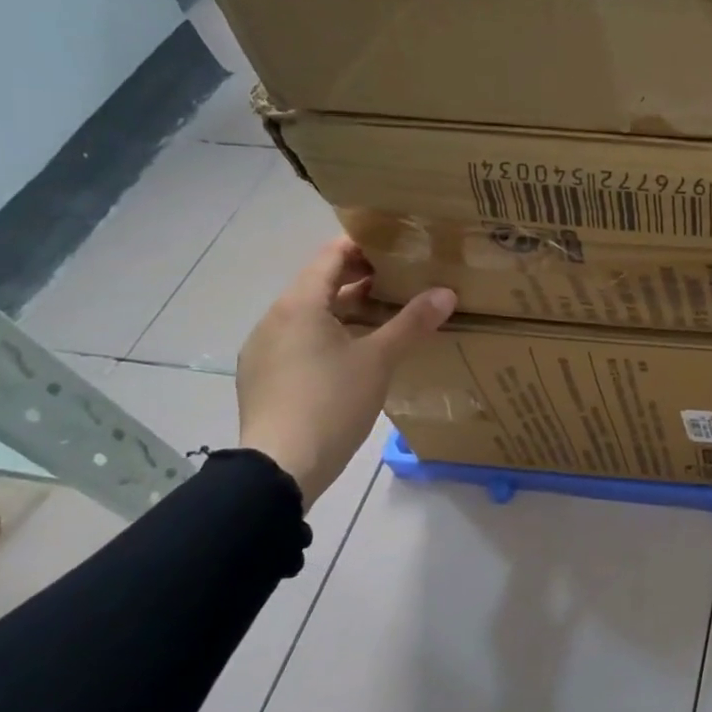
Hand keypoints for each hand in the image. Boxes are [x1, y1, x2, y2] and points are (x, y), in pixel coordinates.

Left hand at [237, 238, 455, 505]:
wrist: (281, 467)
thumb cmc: (331, 401)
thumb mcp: (380, 359)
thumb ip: (412, 322)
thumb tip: (446, 292)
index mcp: (299, 305)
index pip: (329, 257)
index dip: (361, 245)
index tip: (396, 244)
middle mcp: (274, 320)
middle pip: (320, 285)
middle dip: (360, 280)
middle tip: (403, 280)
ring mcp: (265, 351)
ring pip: (311, 316)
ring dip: (347, 310)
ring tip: (388, 317)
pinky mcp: (265, 379)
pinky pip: (301, 342)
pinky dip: (331, 336)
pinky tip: (357, 355)